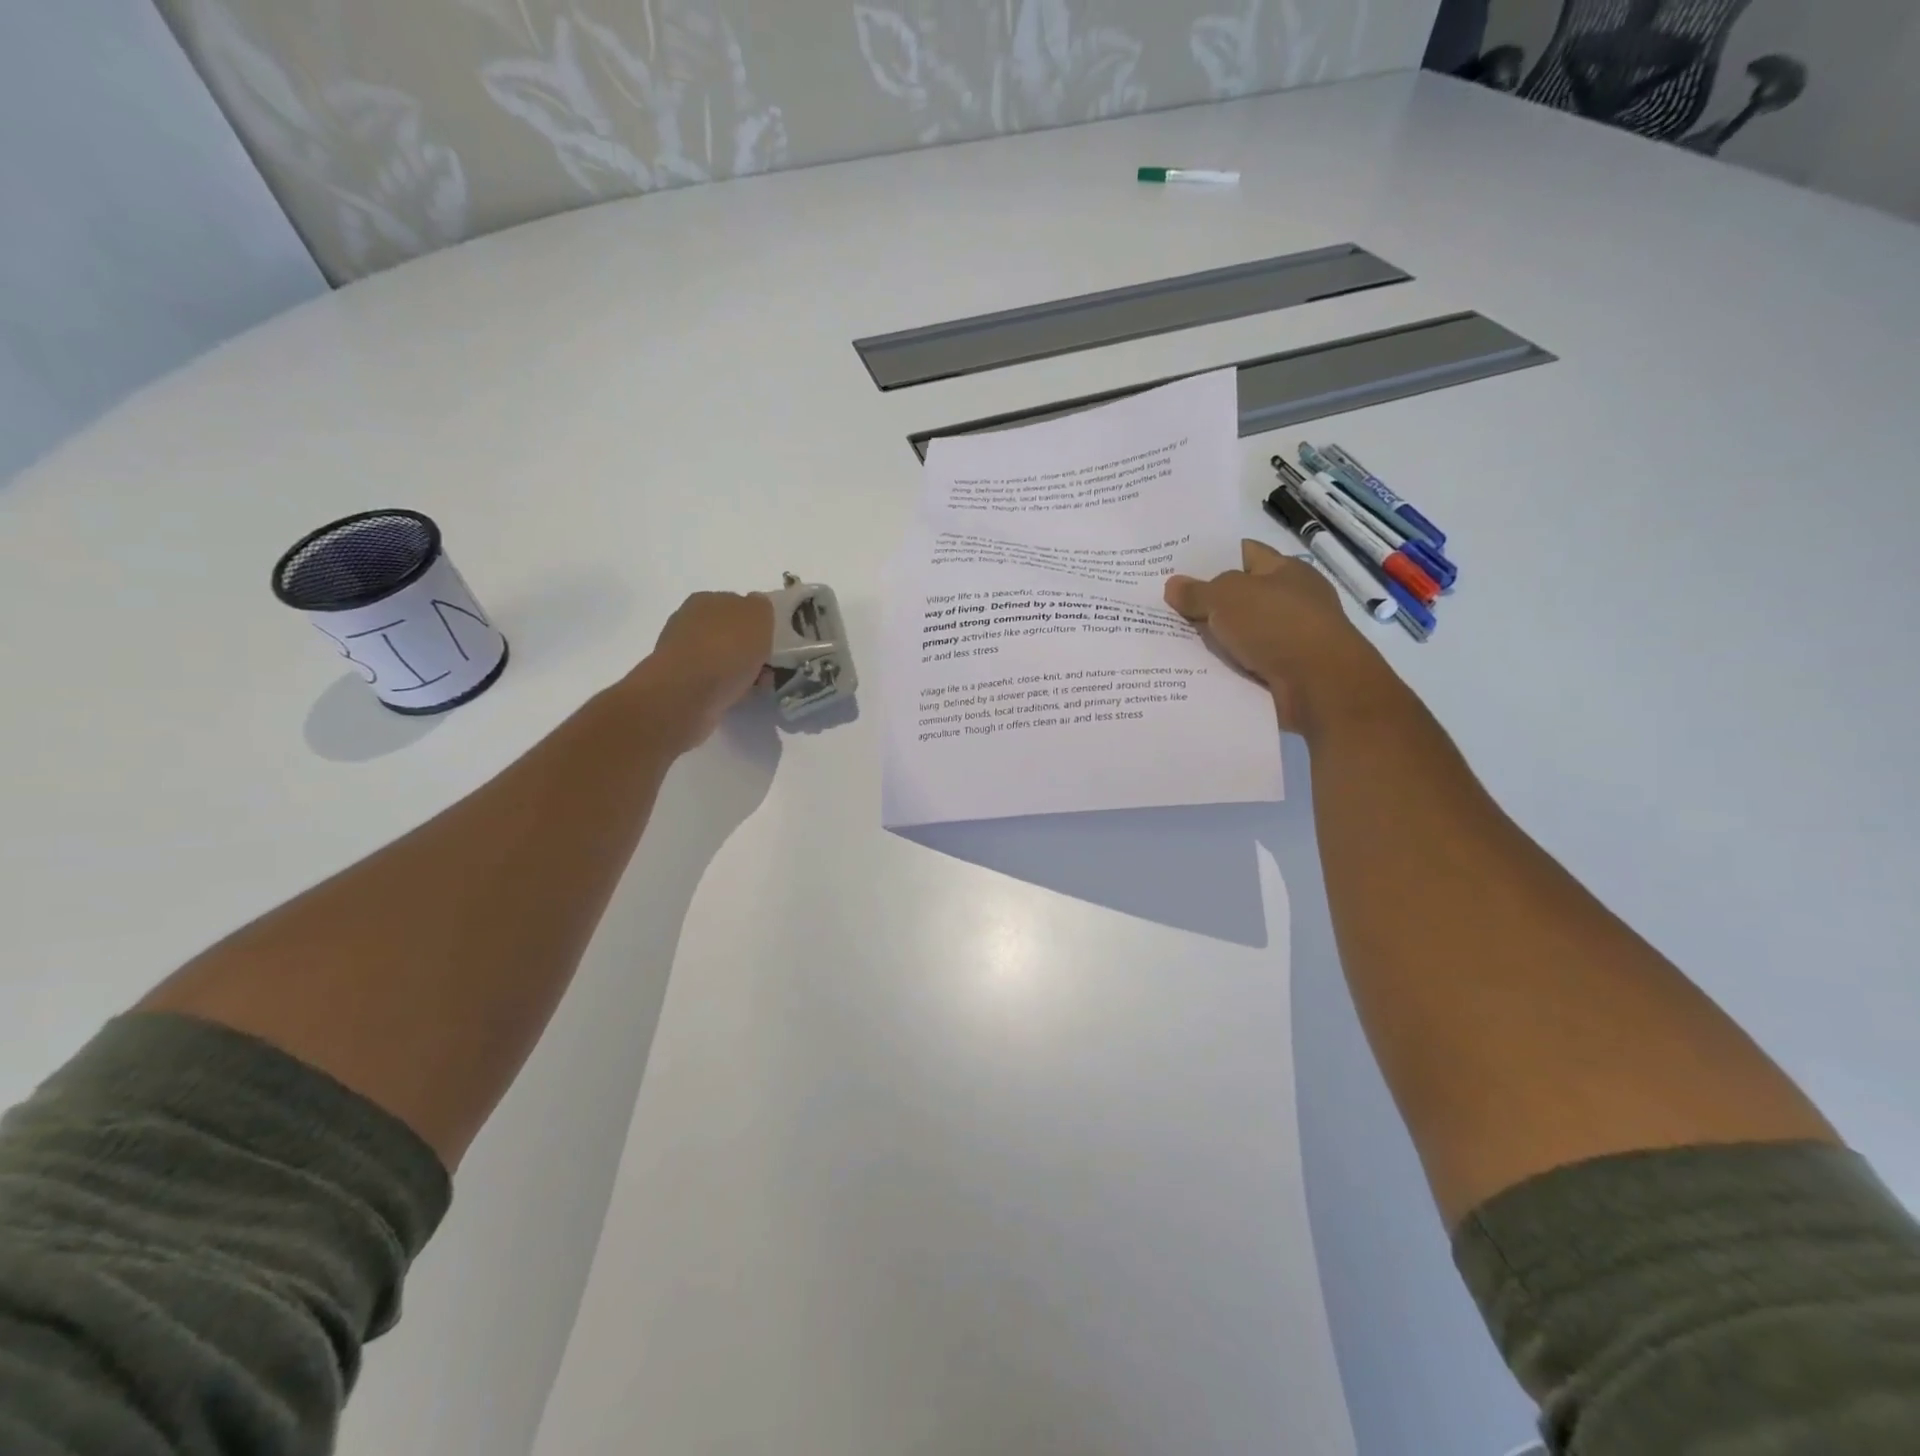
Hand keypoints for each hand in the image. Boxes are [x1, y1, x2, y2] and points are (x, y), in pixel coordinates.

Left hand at [624, 591, 773, 748]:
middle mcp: (689, 622)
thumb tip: (757, 609)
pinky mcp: (681, 684)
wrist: (688, 694)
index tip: (772, 638)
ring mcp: (682, 654)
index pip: (736, 603)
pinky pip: (714, 683)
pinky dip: (729, 688)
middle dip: (748, 647)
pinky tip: (741, 697)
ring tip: (758, 685)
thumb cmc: (726, 648)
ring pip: (721, 658)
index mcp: (706, 600)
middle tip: (769, 664)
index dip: (756, 620)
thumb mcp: (758, 615)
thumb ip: (761, 607)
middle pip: (728, 632)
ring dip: (740, 670)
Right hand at [1164, 540, 1394, 735]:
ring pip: (1240, 632)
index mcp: (1286, 570)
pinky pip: (1245, 663)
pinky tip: (1195, 669)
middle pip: (1240, 595)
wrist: (1319, 686)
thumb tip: (1172, 585)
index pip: (1245, 553)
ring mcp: (1290, 637)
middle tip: (1164, 604)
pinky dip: (1225, 666)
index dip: (1213, 557)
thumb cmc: (1276, 625)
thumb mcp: (1227, 599)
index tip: (1178, 566)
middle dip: (1206, 601)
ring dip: (1213, 638)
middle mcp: (1291, 599)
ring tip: (1170, 639)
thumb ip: (1197, 592)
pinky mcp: (1286, 670)